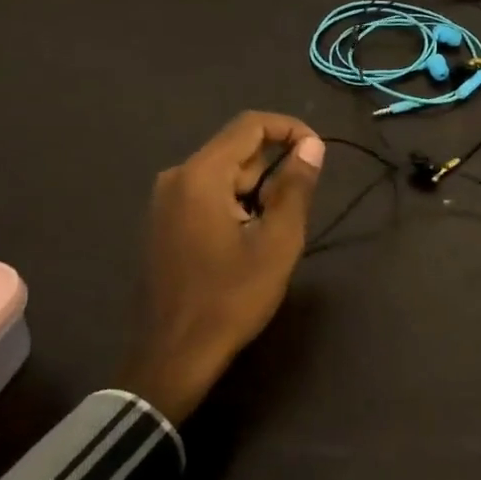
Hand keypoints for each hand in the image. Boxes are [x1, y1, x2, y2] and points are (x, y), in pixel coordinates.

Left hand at [116, 112, 324, 422]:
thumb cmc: (231, 298)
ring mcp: (164, 201)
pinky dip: (235, 205)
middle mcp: (176, 177)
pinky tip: (247, 242)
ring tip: (274, 233)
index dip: (290, 129)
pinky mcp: (163, 223)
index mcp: (201, 174)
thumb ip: (295, 188)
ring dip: (256, 191)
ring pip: (223, 175)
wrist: (173, 354)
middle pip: (236, 150)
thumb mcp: (277, 243)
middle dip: (274, 169)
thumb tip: (312, 146)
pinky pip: (206, 196)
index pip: (250, 125)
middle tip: (299, 210)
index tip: (318, 154)